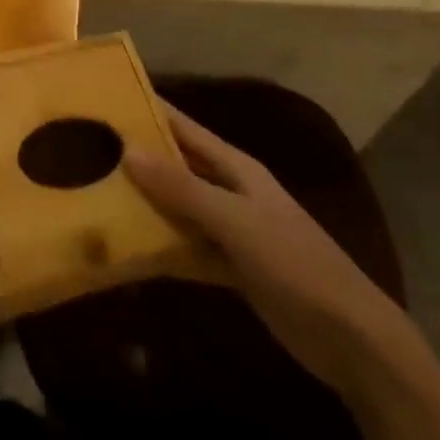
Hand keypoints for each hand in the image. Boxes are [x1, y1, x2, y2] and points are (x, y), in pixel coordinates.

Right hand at [126, 104, 415, 396]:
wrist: (350, 338)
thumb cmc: (293, 263)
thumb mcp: (235, 221)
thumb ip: (182, 188)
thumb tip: (128, 150)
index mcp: (236, 168)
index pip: (185, 129)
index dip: (151, 112)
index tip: (108, 100)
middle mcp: (231, 192)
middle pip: (179, 168)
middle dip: (140, 159)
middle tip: (89, 152)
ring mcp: (232, 232)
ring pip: (180, 210)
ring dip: (147, 207)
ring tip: (97, 198)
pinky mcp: (233, 269)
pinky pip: (189, 251)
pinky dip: (164, 251)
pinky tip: (130, 254)